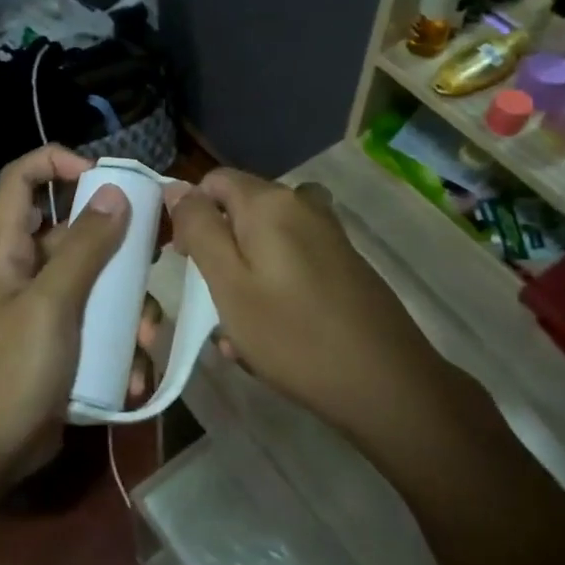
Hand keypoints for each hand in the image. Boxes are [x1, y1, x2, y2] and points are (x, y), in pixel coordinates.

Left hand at [0, 146, 128, 499]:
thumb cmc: (9, 373)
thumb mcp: (50, 306)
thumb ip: (83, 249)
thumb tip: (115, 192)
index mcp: (8, 249)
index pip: (22, 179)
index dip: (57, 162)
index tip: (105, 176)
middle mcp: (25, 271)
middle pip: (74, 231)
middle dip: (118, 247)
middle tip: (155, 259)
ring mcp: (44, 310)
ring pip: (96, 283)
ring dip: (128, 306)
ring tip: (147, 336)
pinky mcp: (61, 346)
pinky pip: (99, 327)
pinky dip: (120, 345)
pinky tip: (132, 375)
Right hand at [161, 168, 434, 443]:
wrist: (387, 383)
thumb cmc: (294, 335)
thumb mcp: (229, 283)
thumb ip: (199, 229)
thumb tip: (177, 187)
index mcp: (270, 202)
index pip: (213, 182)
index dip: (191, 215)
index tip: (185, 261)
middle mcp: (302, 204)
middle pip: (241, 209)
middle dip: (219, 249)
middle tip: (212, 302)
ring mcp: (329, 233)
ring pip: (266, 241)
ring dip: (246, 273)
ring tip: (241, 325)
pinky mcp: (345, 262)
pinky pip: (293, 261)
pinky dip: (275, 286)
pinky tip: (275, 332)